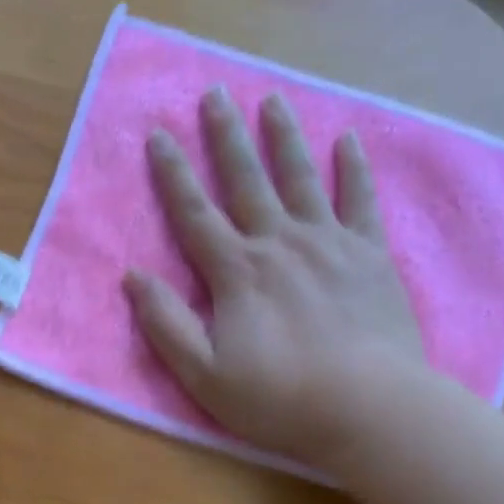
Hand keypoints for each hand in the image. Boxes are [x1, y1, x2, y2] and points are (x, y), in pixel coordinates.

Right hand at [124, 88, 423, 467]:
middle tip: (214, 94)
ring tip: (271, 100)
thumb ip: (166, 324)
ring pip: (300, 178)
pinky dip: (353, 169)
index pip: (194, 213)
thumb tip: (133, 276)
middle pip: (246, 180)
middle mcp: (279, 242)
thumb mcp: (204, 374)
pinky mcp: (370, 255)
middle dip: (226, 136)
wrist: (370, 409)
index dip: (173, 173)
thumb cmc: (280, 398)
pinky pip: (360, 201)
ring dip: (283, 137)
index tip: (158, 134)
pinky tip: (348, 141)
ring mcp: (329, 243)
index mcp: (236, 271)